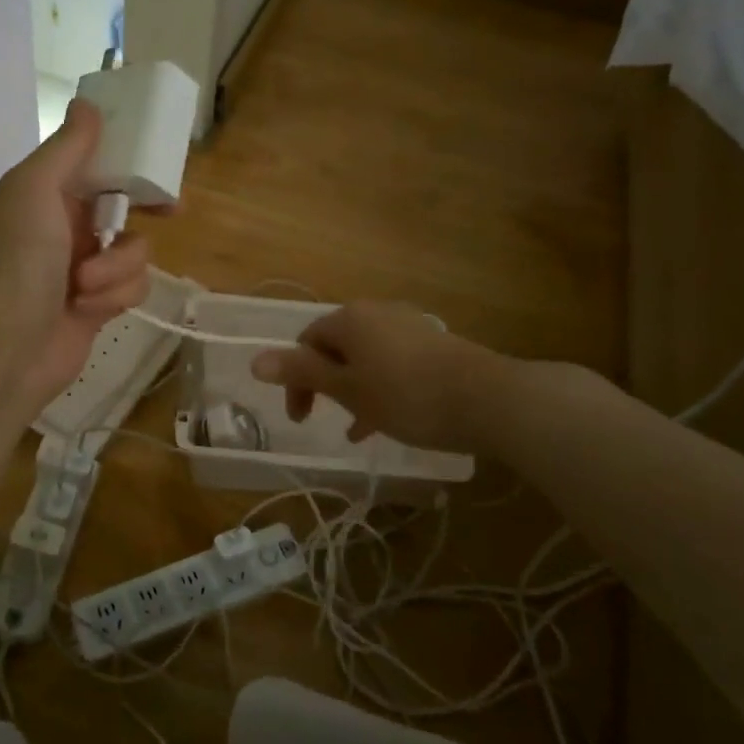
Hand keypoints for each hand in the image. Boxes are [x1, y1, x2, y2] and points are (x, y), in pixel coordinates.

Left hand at [0, 99, 152, 412]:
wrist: (7, 348)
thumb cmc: (19, 261)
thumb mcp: (36, 189)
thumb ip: (67, 147)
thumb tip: (87, 102)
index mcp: (49, 193)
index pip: (99, 164)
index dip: (131, 160)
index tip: (159, 159)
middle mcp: (68, 226)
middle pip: (125, 206)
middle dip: (146, 211)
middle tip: (171, 212)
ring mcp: (85, 267)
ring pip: (135, 250)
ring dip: (116, 268)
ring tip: (84, 285)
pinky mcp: (100, 304)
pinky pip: (133, 287)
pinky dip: (115, 296)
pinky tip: (88, 309)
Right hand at [250, 300, 500, 453]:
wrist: (489, 400)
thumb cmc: (406, 395)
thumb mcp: (347, 389)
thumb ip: (301, 373)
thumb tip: (254, 360)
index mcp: (349, 319)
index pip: (306, 343)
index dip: (295, 380)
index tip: (300, 419)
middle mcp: (377, 314)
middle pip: (336, 348)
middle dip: (325, 385)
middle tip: (323, 419)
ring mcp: (409, 327)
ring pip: (366, 360)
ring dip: (354, 391)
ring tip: (357, 429)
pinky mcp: (434, 345)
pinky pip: (393, 365)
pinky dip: (382, 389)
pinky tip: (388, 420)